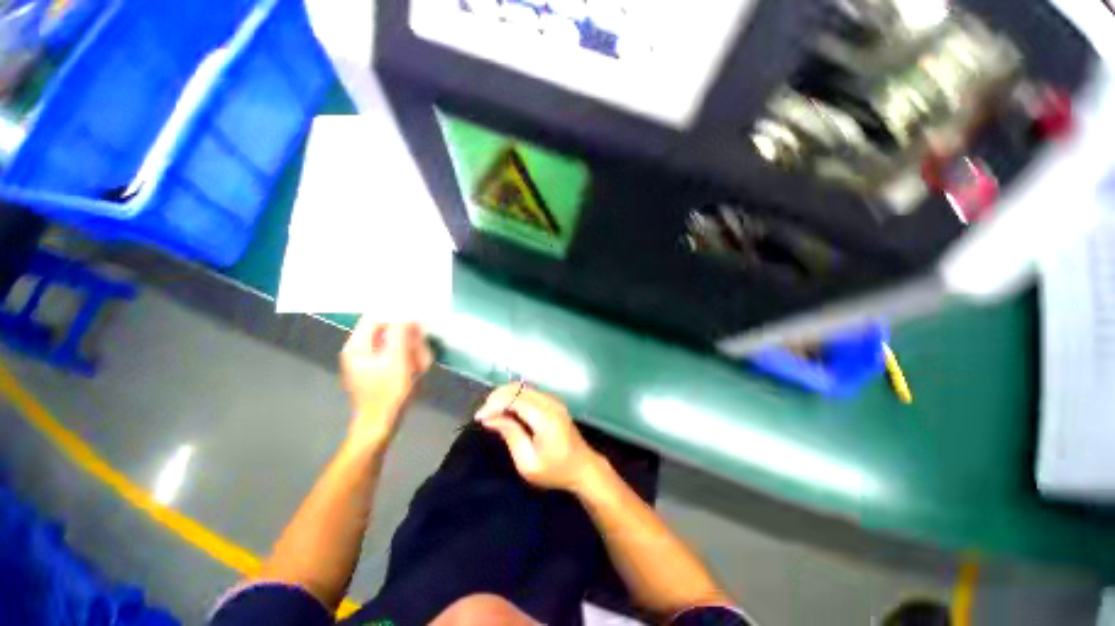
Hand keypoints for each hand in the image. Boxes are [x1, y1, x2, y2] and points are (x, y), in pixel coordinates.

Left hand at [340, 319, 432, 449]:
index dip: (397, 315)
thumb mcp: (397, 359)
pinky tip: (416, 370)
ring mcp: (367, 362)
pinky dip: (407, 359)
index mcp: (357, 345)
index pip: (376, 317)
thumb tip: (407, 313)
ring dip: (411, 350)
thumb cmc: (388, 392)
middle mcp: (359, 350)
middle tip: (420, 351)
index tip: (417, 321)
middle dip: (408, 339)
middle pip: (386, 331)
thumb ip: (400, 333)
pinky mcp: (376, 371)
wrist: (380, 424)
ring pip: (394, 344)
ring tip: (420, 365)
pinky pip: (395, 356)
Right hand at [475, 384, 606, 492]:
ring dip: (505, 396)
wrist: (583, 467)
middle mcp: (550, 402)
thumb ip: (510, 435)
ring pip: (523, 388)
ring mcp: (553, 400)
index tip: (479, 418)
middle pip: (518, 388)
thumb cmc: (555, 470)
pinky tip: (507, 411)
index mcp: (545, 417)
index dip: (494, 404)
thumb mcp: (528, 462)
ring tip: (491, 412)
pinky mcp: (553, 403)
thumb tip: (490, 418)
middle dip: (497, 397)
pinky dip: (515, 398)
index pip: (514, 398)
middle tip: (484, 414)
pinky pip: (530, 393)